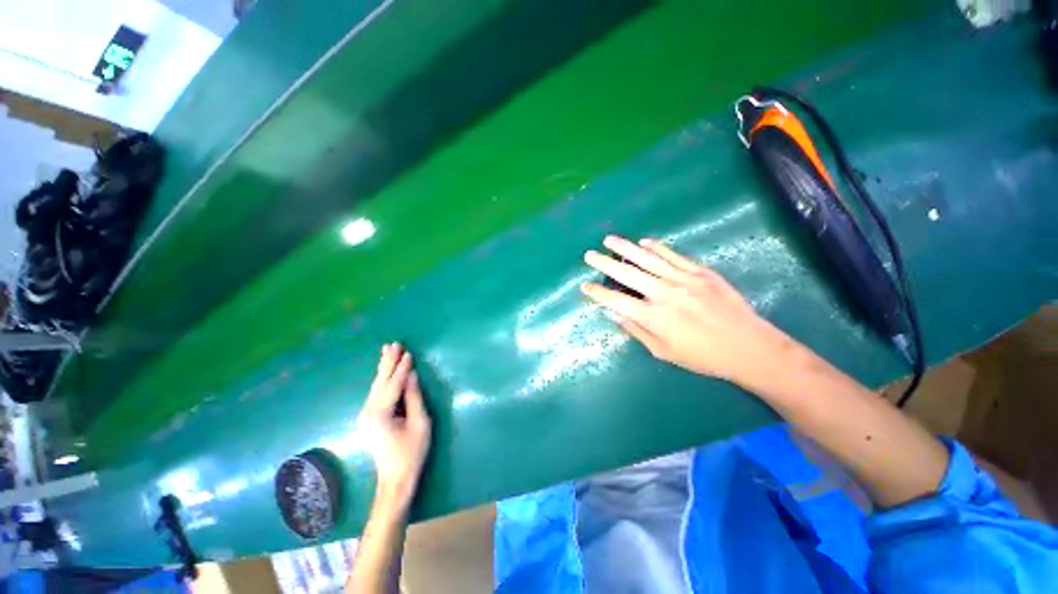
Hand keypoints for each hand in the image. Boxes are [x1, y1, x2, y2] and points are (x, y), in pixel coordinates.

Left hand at [356, 343, 431, 509]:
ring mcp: (365, 415)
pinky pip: (376, 393)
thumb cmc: (412, 452)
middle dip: (388, 362)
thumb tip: (412, 375)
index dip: (402, 368)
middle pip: (380, 382)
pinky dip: (382, 379)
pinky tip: (385, 371)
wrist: (395, 479)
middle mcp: (368, 412)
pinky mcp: (368, 418)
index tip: (408, 352)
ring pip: (376, 386)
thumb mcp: (420, 423)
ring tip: (387, 351)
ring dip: (384, 368)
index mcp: (380, 414)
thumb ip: (414, 397)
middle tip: (393, 344)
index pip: (393, 384)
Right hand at [581, 236, 797, 386]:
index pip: (616, 301)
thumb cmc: (702, 356)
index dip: (598, 293)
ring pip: (648, 259)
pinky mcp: (701, 272)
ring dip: (626, 248)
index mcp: (653, 317)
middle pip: (627, 274)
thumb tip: (615, 314)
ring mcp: (683, 279)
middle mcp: (664, 294)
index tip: (585, 285)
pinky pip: (674, 256)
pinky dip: (657, 247)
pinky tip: (644, 242)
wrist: (748, 346)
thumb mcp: (663, 351)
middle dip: (605, 263)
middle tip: (589, 255)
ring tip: (609, 240)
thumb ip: (637, 330)